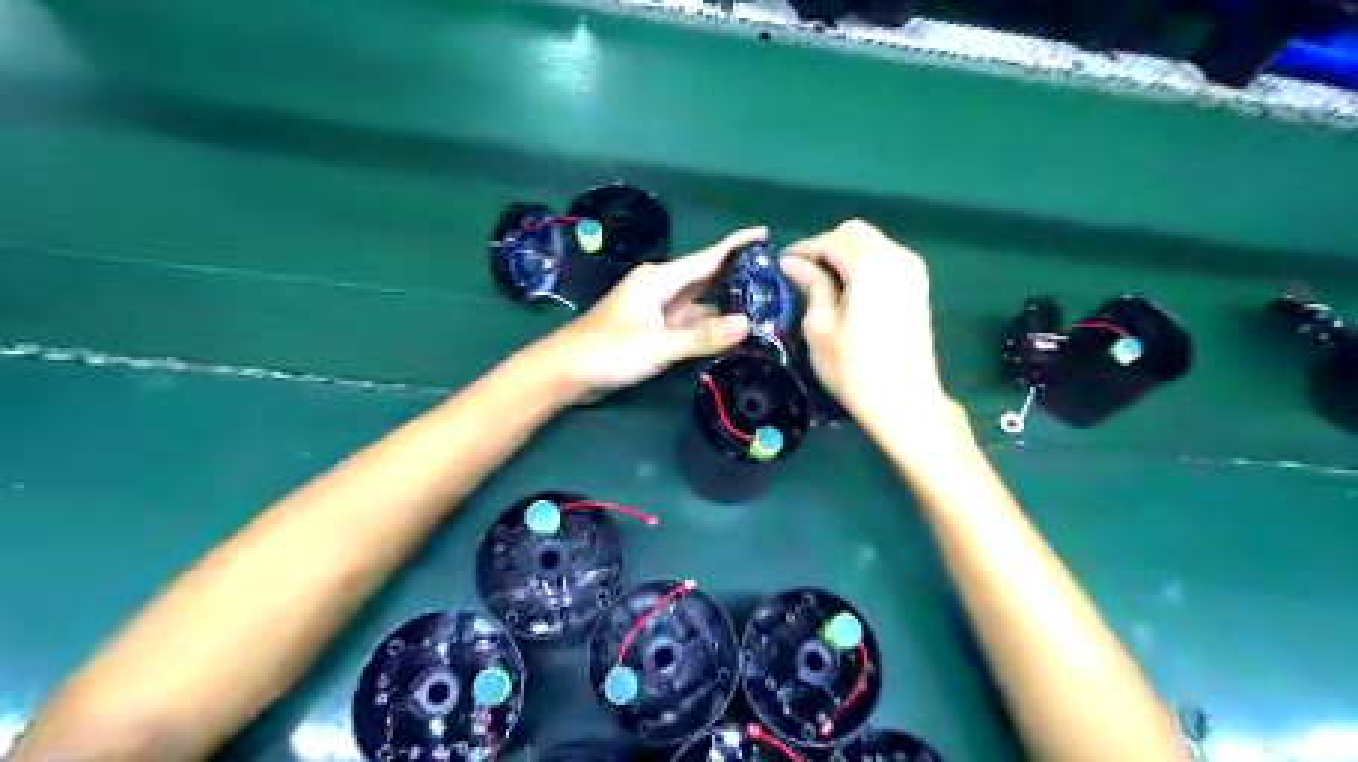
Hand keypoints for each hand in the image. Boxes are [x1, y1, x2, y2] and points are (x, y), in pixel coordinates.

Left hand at [546, 230, 761, 402]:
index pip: (707, 258)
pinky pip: (689, 323)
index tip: (766, 234)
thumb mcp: (657, 345)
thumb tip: (748, 324)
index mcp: (659, 280)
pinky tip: (730, 333)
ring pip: (700, 303)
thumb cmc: (606, 352)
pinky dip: (709, 326)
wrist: (564, 372)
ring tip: (764, 308)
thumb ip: (701, 336)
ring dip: (726, 306)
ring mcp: (657, 311)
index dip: (737, 245)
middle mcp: (661, 289)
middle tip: (776, 278)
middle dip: (738, 276)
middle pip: (706, 278)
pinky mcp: (653, 331)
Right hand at [781, 216, 945, 421]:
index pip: (829, 240)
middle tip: (802, 272)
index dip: (803, 249)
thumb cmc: (853, 368)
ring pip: (872, 243)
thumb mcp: (820, 326)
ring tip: (822, 282)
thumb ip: (811, 285)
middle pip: (854, 233)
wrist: (904, 400)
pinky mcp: (919, 286)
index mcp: (870, 264)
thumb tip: (792, 263)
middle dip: (825, 246)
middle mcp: (896, 256)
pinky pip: (886, 259)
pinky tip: (848, 289)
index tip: (781, 264)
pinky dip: (863, 264)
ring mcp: (913, 270)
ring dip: (845, 254)